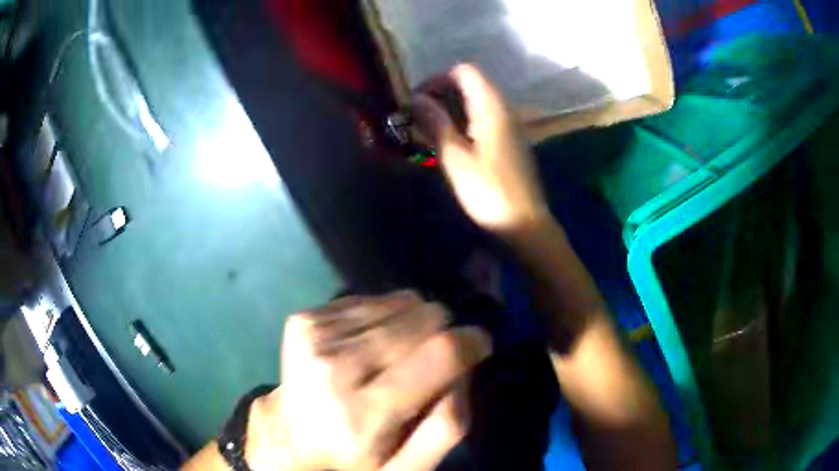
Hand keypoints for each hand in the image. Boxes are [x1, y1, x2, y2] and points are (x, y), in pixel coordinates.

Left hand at [247, 291, 491, 470]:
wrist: (291, 437)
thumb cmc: (355, 457)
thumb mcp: (408, 465)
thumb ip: (447, 426)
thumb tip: (464, 370)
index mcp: (363, 413)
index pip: (439, 354)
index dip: (471, 341)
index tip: (479, 344)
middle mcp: (334, 366)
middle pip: (422, 318)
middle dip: (442, 332)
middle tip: (434, 359)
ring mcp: (314, 336)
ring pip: (400, 301)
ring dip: (412, 324)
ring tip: (399, 355)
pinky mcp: (304, 318)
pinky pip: (371, 298)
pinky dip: (383, 317)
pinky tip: (371, 344)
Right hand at [413, 64, 549, 235]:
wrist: (524, 224)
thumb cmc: (489, 192)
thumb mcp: (455, 157)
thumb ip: (436, 122)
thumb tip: (416, 99)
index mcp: (492, 107)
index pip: (465, 72)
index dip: (438, 79)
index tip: (417, 99)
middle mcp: (504, 110)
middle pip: (471, 85)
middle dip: (441, 94)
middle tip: (417, 116)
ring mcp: (509, 126)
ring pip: (476, 103)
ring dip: (450, 109)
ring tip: (427, 129)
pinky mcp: (509, 142)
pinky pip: (484, 120)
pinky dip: (463, 123)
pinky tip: (449, 142)